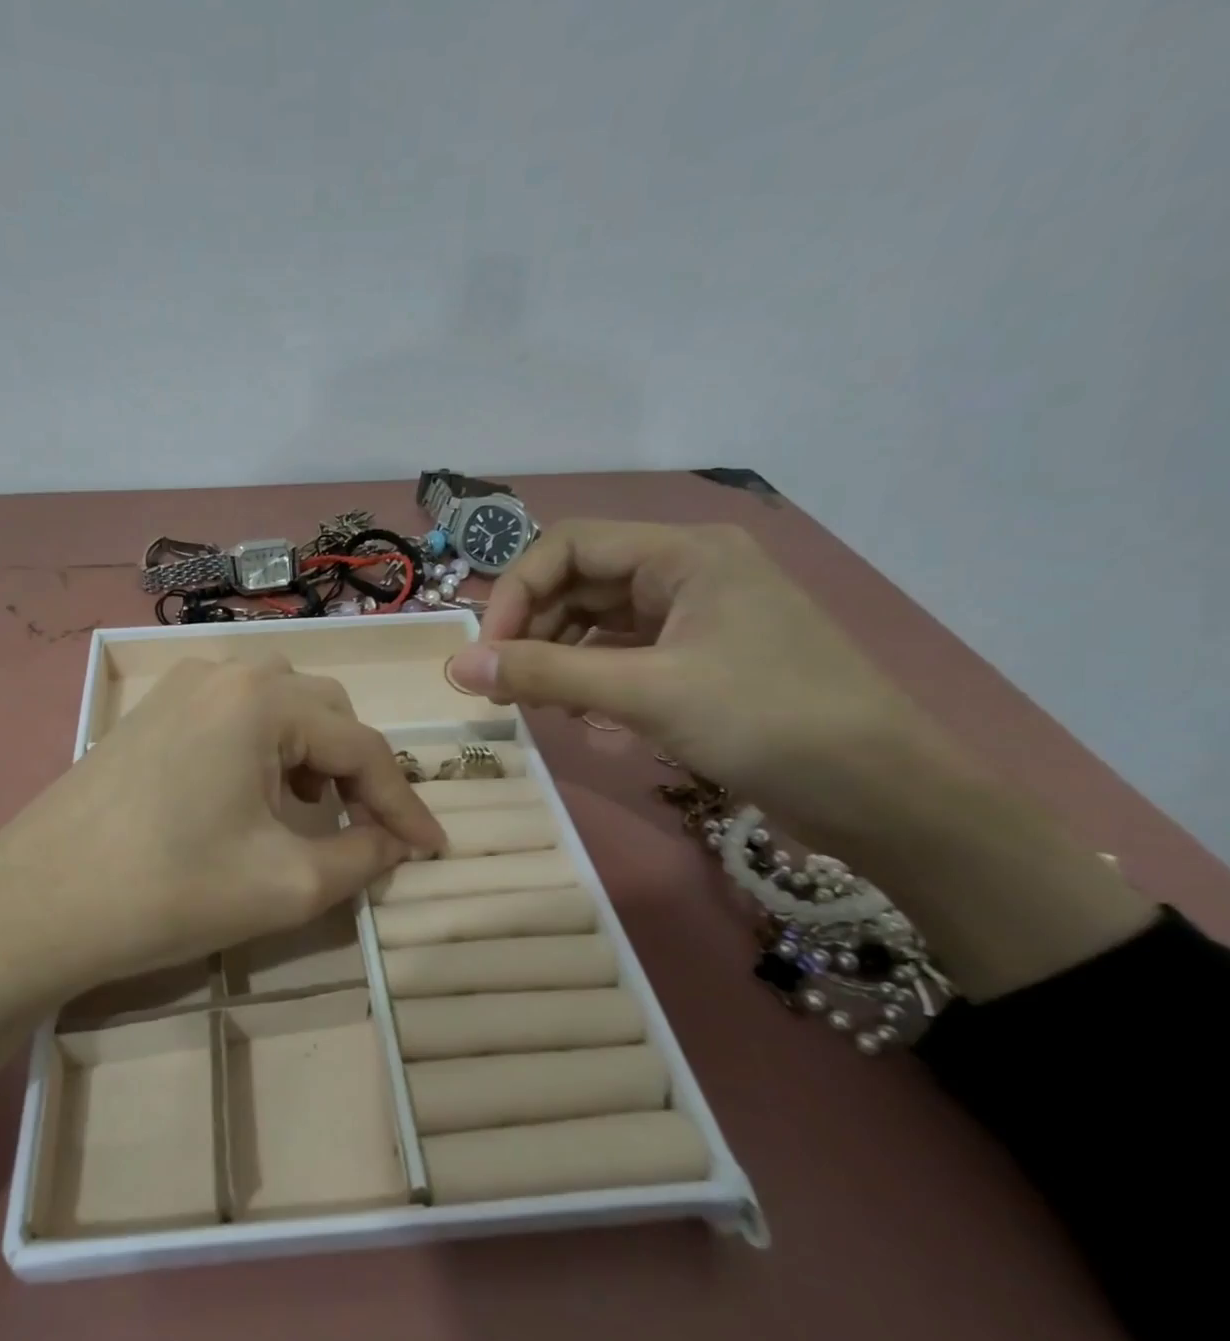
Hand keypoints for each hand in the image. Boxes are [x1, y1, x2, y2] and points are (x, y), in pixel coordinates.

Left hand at [0, 658, 445, 1004]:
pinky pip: (232, 715)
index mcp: (262, 699)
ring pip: (277, 706)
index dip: (404, 804)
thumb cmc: (168, 892)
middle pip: (322, 711)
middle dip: (356, 770)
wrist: (33, 907)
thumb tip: (398, 844)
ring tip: (311, 810)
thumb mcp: (286, 886)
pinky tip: (252, 796)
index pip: (362, 746)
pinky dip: (264, 749)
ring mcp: (178, 686)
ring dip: (311, 753)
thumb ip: (362, 857)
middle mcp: (224, 672)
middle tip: (366, 829)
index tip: (433, 850)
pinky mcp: (149, 713)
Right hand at [450, 519, 1153, 996]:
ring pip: (600, 622)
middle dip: (535, 631)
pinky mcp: (703, 659)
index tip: (488, 655)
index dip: (516, 592)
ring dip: (560, 659)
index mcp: (684, 552)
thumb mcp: (646, 694)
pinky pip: (626, 655)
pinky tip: (584, 718)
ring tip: (541, 707)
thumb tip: (457, 668)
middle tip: (506, 687)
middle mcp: (688, 571)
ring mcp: (698, 617)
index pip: (568, 545)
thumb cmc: (768, 723)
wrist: (884, 795)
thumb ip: (546, 676)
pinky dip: (593, 681)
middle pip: (581, 582)